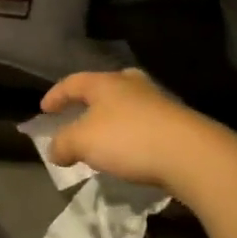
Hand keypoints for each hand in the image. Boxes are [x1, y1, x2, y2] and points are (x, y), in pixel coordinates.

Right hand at [39, 69, 236, 198]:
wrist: (192, 155)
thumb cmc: (129, 139)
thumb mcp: (83, 142)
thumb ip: (63, 144)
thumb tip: (54, 150)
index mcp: (105, 83)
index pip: (72, 82)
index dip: (55, 95)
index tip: (44, 110)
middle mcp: (131, 85)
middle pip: (105, 86)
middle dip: (90, 100)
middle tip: (80, 113)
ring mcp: (158, 102)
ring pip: (128, 104)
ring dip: (113, 118)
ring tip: (105, 137)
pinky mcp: (177, 123)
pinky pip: (145, 123)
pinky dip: (132, 133)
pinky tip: (131, 151)